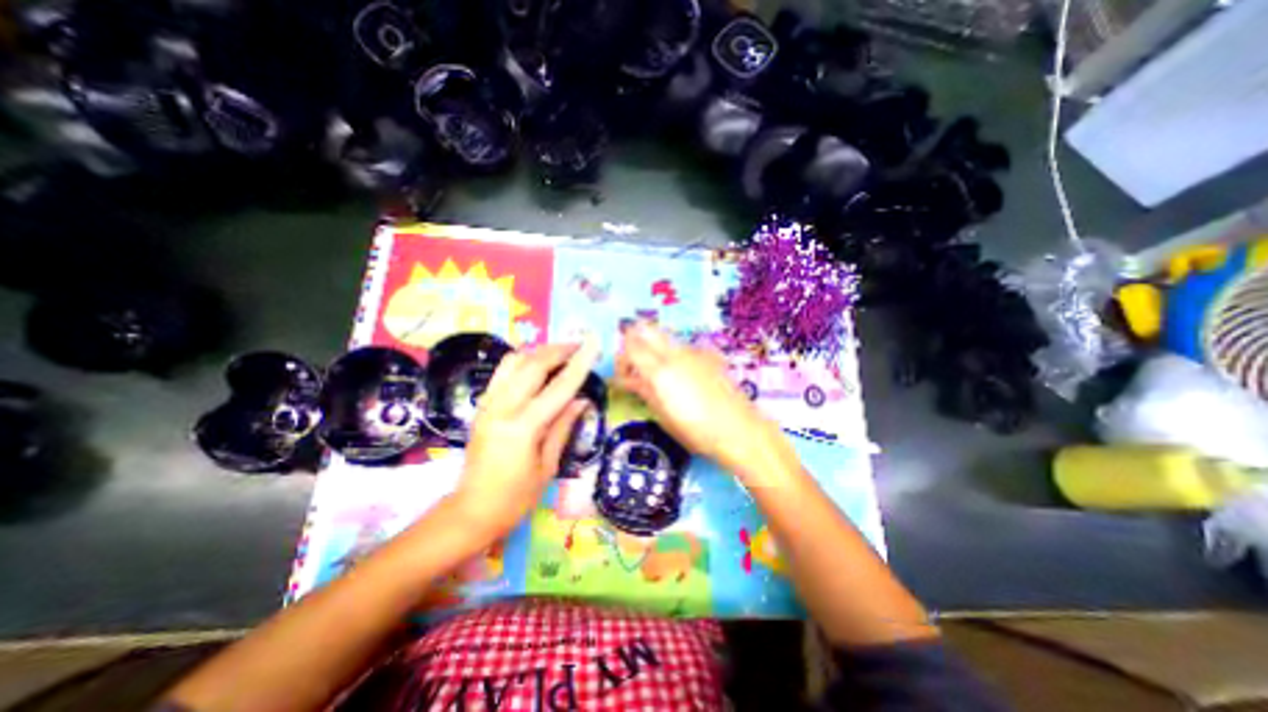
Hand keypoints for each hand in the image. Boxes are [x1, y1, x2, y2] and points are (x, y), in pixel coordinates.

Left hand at [450, 341, 600, 534]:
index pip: (558, 387)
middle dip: (558, 350)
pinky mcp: (482, 406)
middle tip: (579, 344)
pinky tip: (536, 366)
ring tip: (560, 352)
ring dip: (539, 352)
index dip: (579, 364)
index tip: (593, 345)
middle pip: (532, 365)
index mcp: (523, 428)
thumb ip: (563, 427)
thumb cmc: (515, 498)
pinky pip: (502, 373)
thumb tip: (582, 400)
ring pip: (513, 362)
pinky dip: (522, 361)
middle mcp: (502, 409)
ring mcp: (488, 405)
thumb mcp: (547, 466)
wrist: (471, 511)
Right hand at [614, 326, 782, 474]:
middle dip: (634, 341)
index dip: (622, 357)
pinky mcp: (708, 355)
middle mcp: (674, 353)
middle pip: (645, 329)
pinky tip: (683, 376)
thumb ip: (643, 390)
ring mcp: (693, 351)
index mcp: (659, 370)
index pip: (630, 345)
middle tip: (636, 365)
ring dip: (654, 347)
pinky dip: (674, 354)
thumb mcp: (662, 415)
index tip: (624, 374)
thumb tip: (628, 378)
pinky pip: (683, 346)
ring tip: (659, 373)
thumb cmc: (695, 430)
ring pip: (664, 336)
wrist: (739, 429)